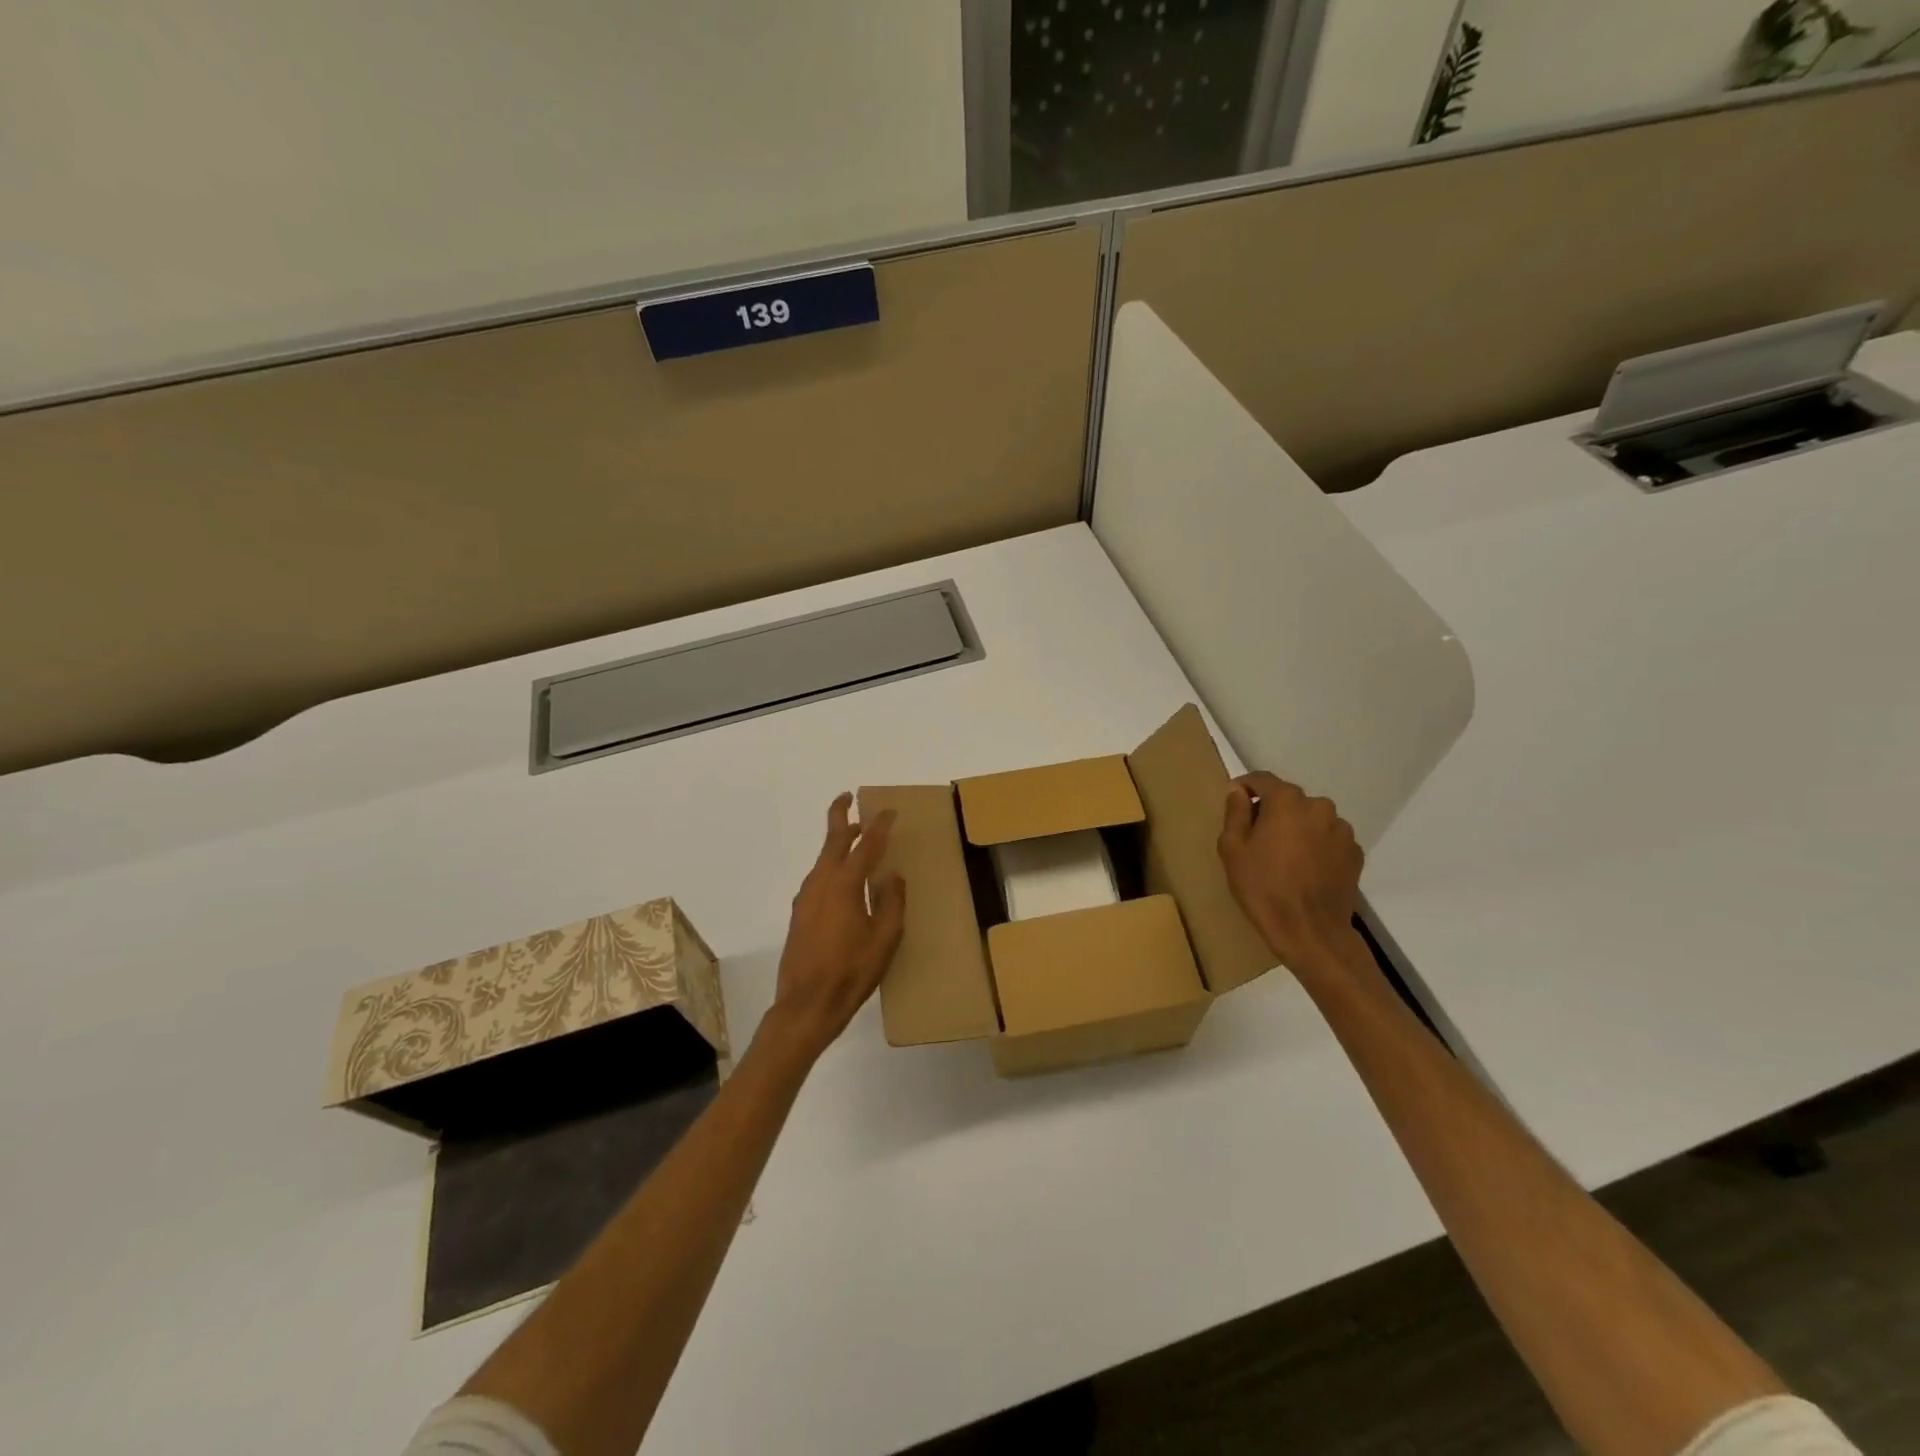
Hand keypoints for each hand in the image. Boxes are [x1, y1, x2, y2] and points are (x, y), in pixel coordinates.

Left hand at [761, 793, 905, 1064]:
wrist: (806, 1005)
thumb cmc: (852, 972)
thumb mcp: (885, 939)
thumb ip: (892, 902)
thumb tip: (892, 875)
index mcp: (845, 884)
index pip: (866, 844)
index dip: (879, 826)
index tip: (889, 811)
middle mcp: (821, 882)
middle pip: (832, 839)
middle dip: (841, 815)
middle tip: (850, 797)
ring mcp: (806, 897)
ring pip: (823, 858)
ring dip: (837, 841)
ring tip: (854, 836)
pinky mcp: (800, 913)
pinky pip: (818, 876)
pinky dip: (831, 864)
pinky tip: (842, 878)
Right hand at [1217, 772, 1363, 973]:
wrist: (1310, 932)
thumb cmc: (1263, 887)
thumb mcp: (1233, 849)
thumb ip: (1234, 812)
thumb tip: (1238, 791)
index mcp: (1287, 801)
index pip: (1262, 779)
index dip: (1244, 787)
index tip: (1232, 802)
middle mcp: (1319, 806)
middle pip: (1288, 798)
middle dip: (1270, 810)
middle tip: (1255, 836)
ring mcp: (1342, 830)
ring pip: (1310, 818)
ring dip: (1295, 827)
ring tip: (1282, 855)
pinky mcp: (1355, 853)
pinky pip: (1327, 838)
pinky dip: (1314, 845)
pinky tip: (1303, 869)